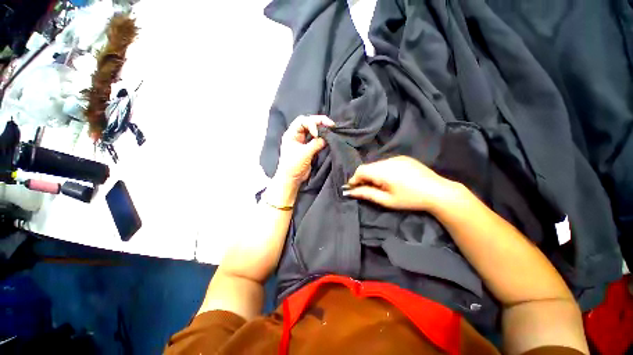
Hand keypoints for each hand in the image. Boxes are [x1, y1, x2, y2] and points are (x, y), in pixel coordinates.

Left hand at [275, 115, 334, 185]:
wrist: (292, 179)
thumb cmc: (293, 165)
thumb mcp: (304, 153)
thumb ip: (316, 144)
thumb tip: (326, 138)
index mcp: (291, 134)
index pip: (302, 121)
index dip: (312, 124)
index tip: (317, 134)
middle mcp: (297, 135)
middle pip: (309, 123)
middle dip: (319, 122)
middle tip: (331, 124)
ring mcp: (303, 142)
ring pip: (313, 131)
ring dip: (322, 129)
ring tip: (331, 130)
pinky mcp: (308, 148)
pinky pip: (316, 139)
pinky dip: (322, 138)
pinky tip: (328, 138)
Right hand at [343, 156, 460, 211]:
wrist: (438, 192)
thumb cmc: (411, 199)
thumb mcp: (387, 200)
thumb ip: (367, 194)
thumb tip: (351, 192)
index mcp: (383, 171)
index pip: (360, 170)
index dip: (354, 179)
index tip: (353, 188)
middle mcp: (388, 161)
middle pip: (368, 167)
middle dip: (363, 177)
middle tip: (366, 189)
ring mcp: (396, 158)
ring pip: (376, 164)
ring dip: (373, 173)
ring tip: (379, 185)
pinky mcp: (403, 158)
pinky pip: (386, 163)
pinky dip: (382, 170)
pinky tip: (390, 179)